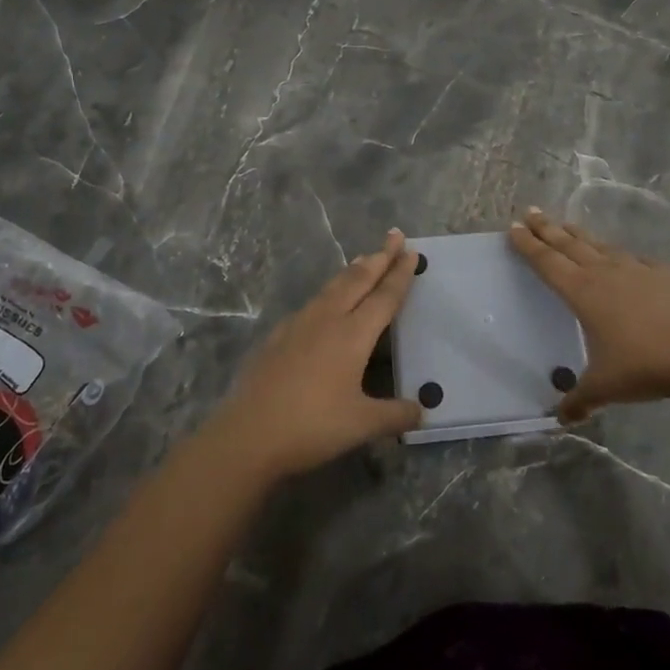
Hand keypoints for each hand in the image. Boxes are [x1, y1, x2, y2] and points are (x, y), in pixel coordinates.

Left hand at [207, 230, 423, 478]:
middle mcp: (327, 319)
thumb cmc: (311, 426)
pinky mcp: (278, 336)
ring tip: (365, 258)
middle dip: (379, 257)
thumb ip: (395, 415)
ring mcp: (299, 324)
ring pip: (332, 287)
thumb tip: (421, 410)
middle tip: (394, 235)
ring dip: (353, 270)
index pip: (384, 296)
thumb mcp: (362, 425)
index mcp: (353, 335)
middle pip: (358, 279)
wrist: (248, 434)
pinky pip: (312, 303)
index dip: (400, 274)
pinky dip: (329, 292)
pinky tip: (325, 302)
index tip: (411, 251)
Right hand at [508, 209, 669, 422]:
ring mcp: (637, 269)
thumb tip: (562, 419)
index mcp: (582, 292)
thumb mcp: (606, 388)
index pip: (547, 262)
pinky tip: (624, 259)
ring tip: (567, 226)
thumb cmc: (646, 365)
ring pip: (600, 246)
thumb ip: (581, 400)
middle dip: (547, 228)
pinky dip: (621, 256)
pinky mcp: (665, 273)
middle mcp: (605, 272)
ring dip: (580, 235)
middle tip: (530, 212)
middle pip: (569, 244)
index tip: (513, 228)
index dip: (528, 245)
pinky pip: (635, 259)